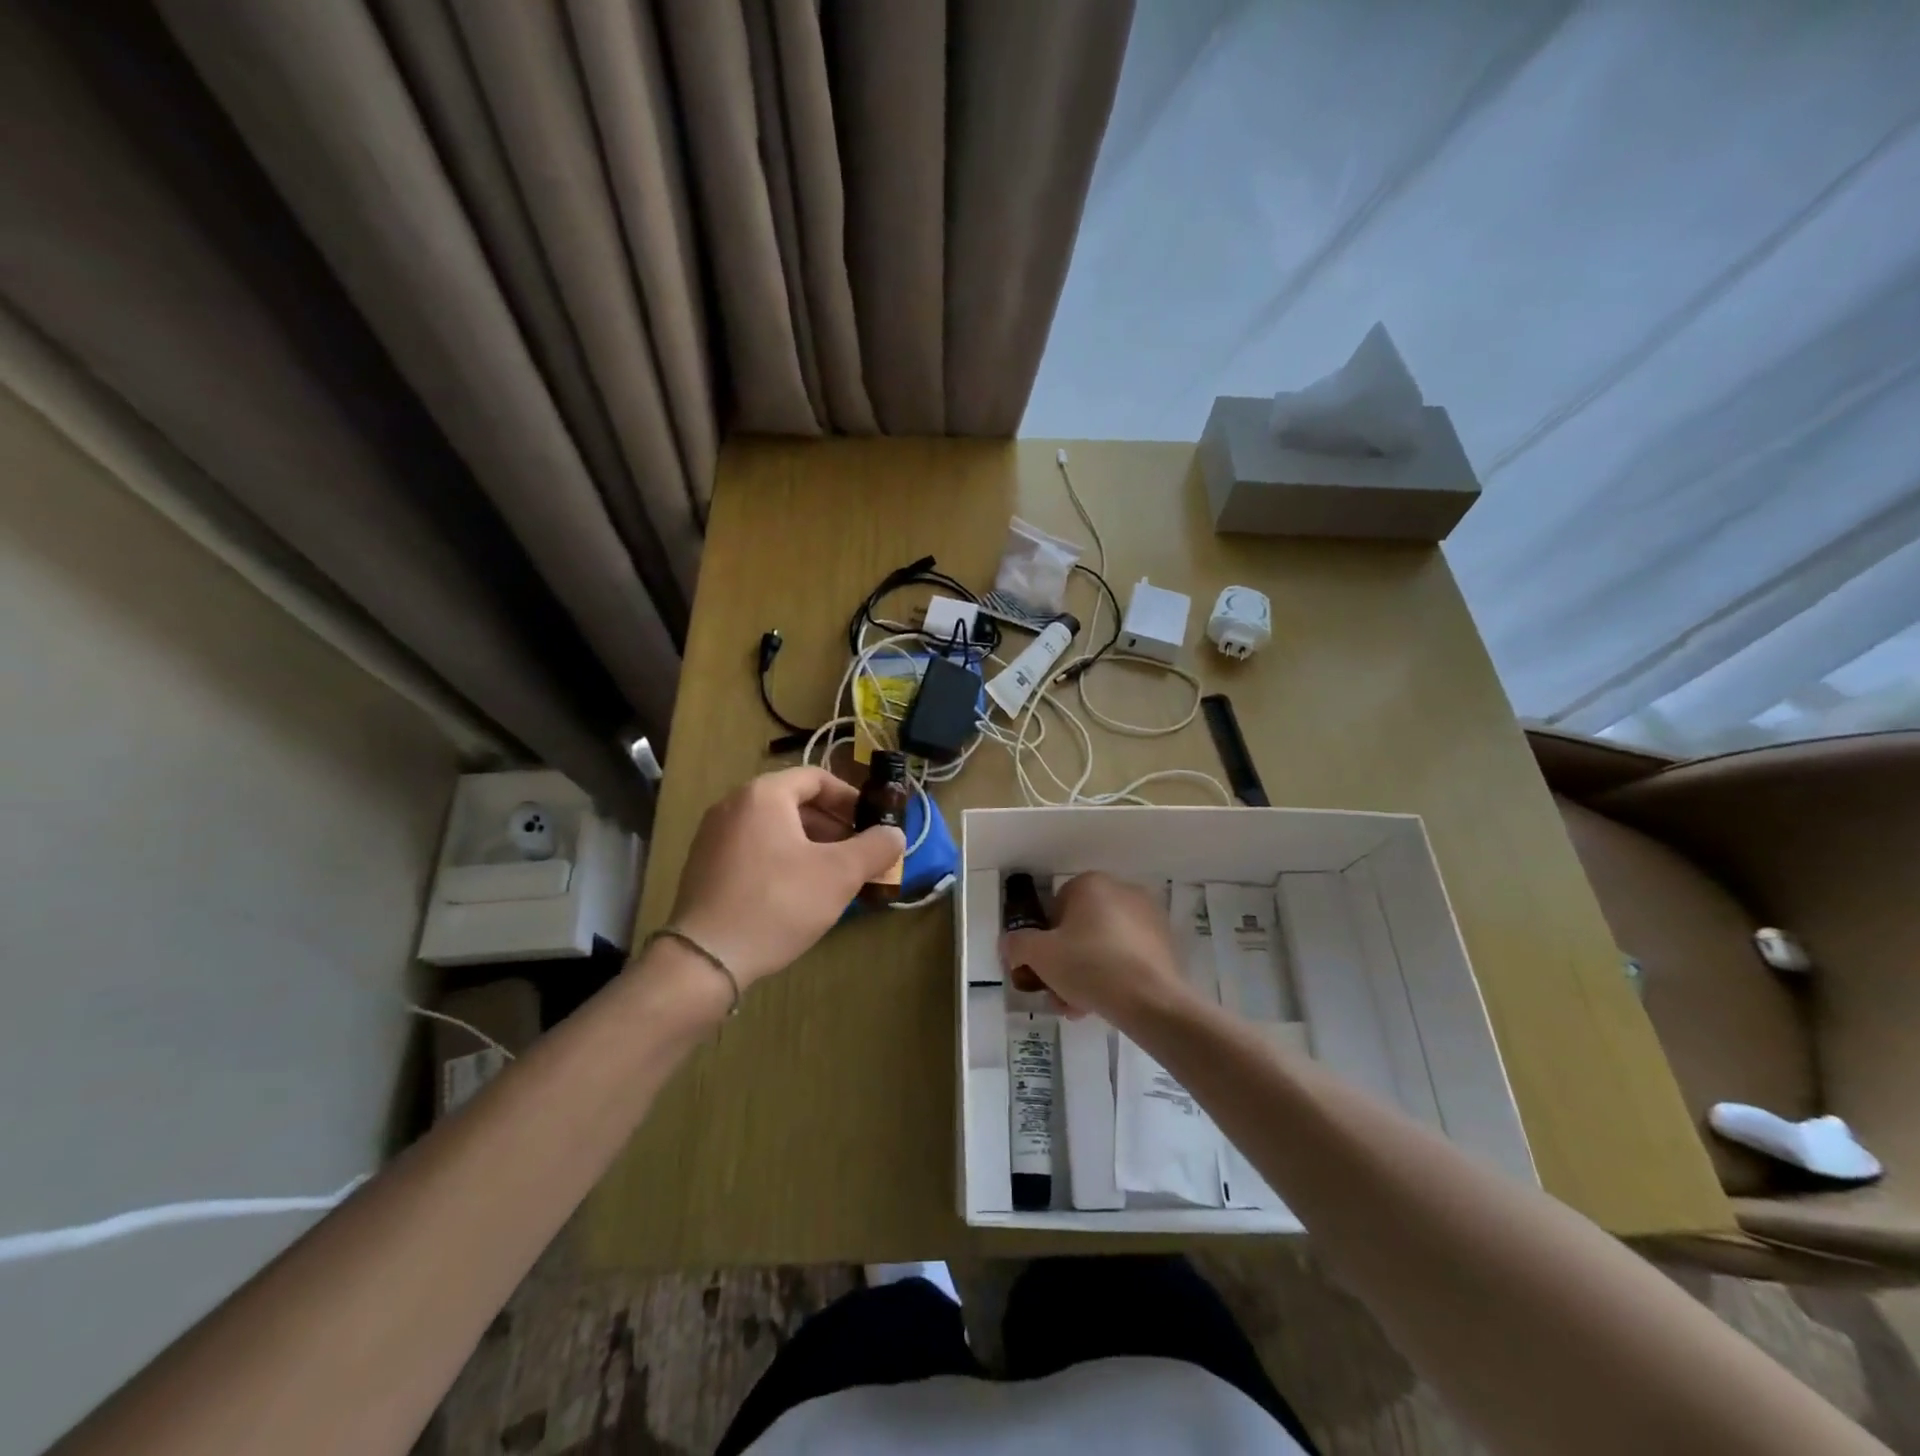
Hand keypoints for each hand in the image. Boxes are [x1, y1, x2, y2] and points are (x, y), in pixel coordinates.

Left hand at [664, 767, 905, 988]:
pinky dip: (782, 858)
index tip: (872, 823)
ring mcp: (713, 835)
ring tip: (834, 875)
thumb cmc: (779, 903)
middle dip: (833, 825)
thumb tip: (895, 835)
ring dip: (810, 844)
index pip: (816, 778)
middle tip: (859, 852)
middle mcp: (733, 805)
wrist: (706, 958)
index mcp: (764, 794)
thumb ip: (875, 848)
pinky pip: (753, 848)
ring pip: (774, 828)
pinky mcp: (704, 866)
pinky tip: (798, 892)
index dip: (850, 797)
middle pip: (794, 802)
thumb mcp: (840, 874)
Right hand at [1001, 872, 1191, 1027]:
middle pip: (1080, 929)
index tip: (1042, 969)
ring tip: (1078, 1007)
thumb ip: (1017, 945)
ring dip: (1086, 974)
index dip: (1044, 941)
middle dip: (1065, 963)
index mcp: (1091, 884)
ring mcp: (1148, 917)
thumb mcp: (1038, 955)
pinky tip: (1104, 1004)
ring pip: (1103, 946)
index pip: (1055, 908)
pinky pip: (1127, 956)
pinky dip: (1113, 976)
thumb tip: (1012, 945)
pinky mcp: (1165, 944)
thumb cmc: (1088, 966)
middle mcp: (1122, 891)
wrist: (1150, 1000)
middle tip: (1058, 994)